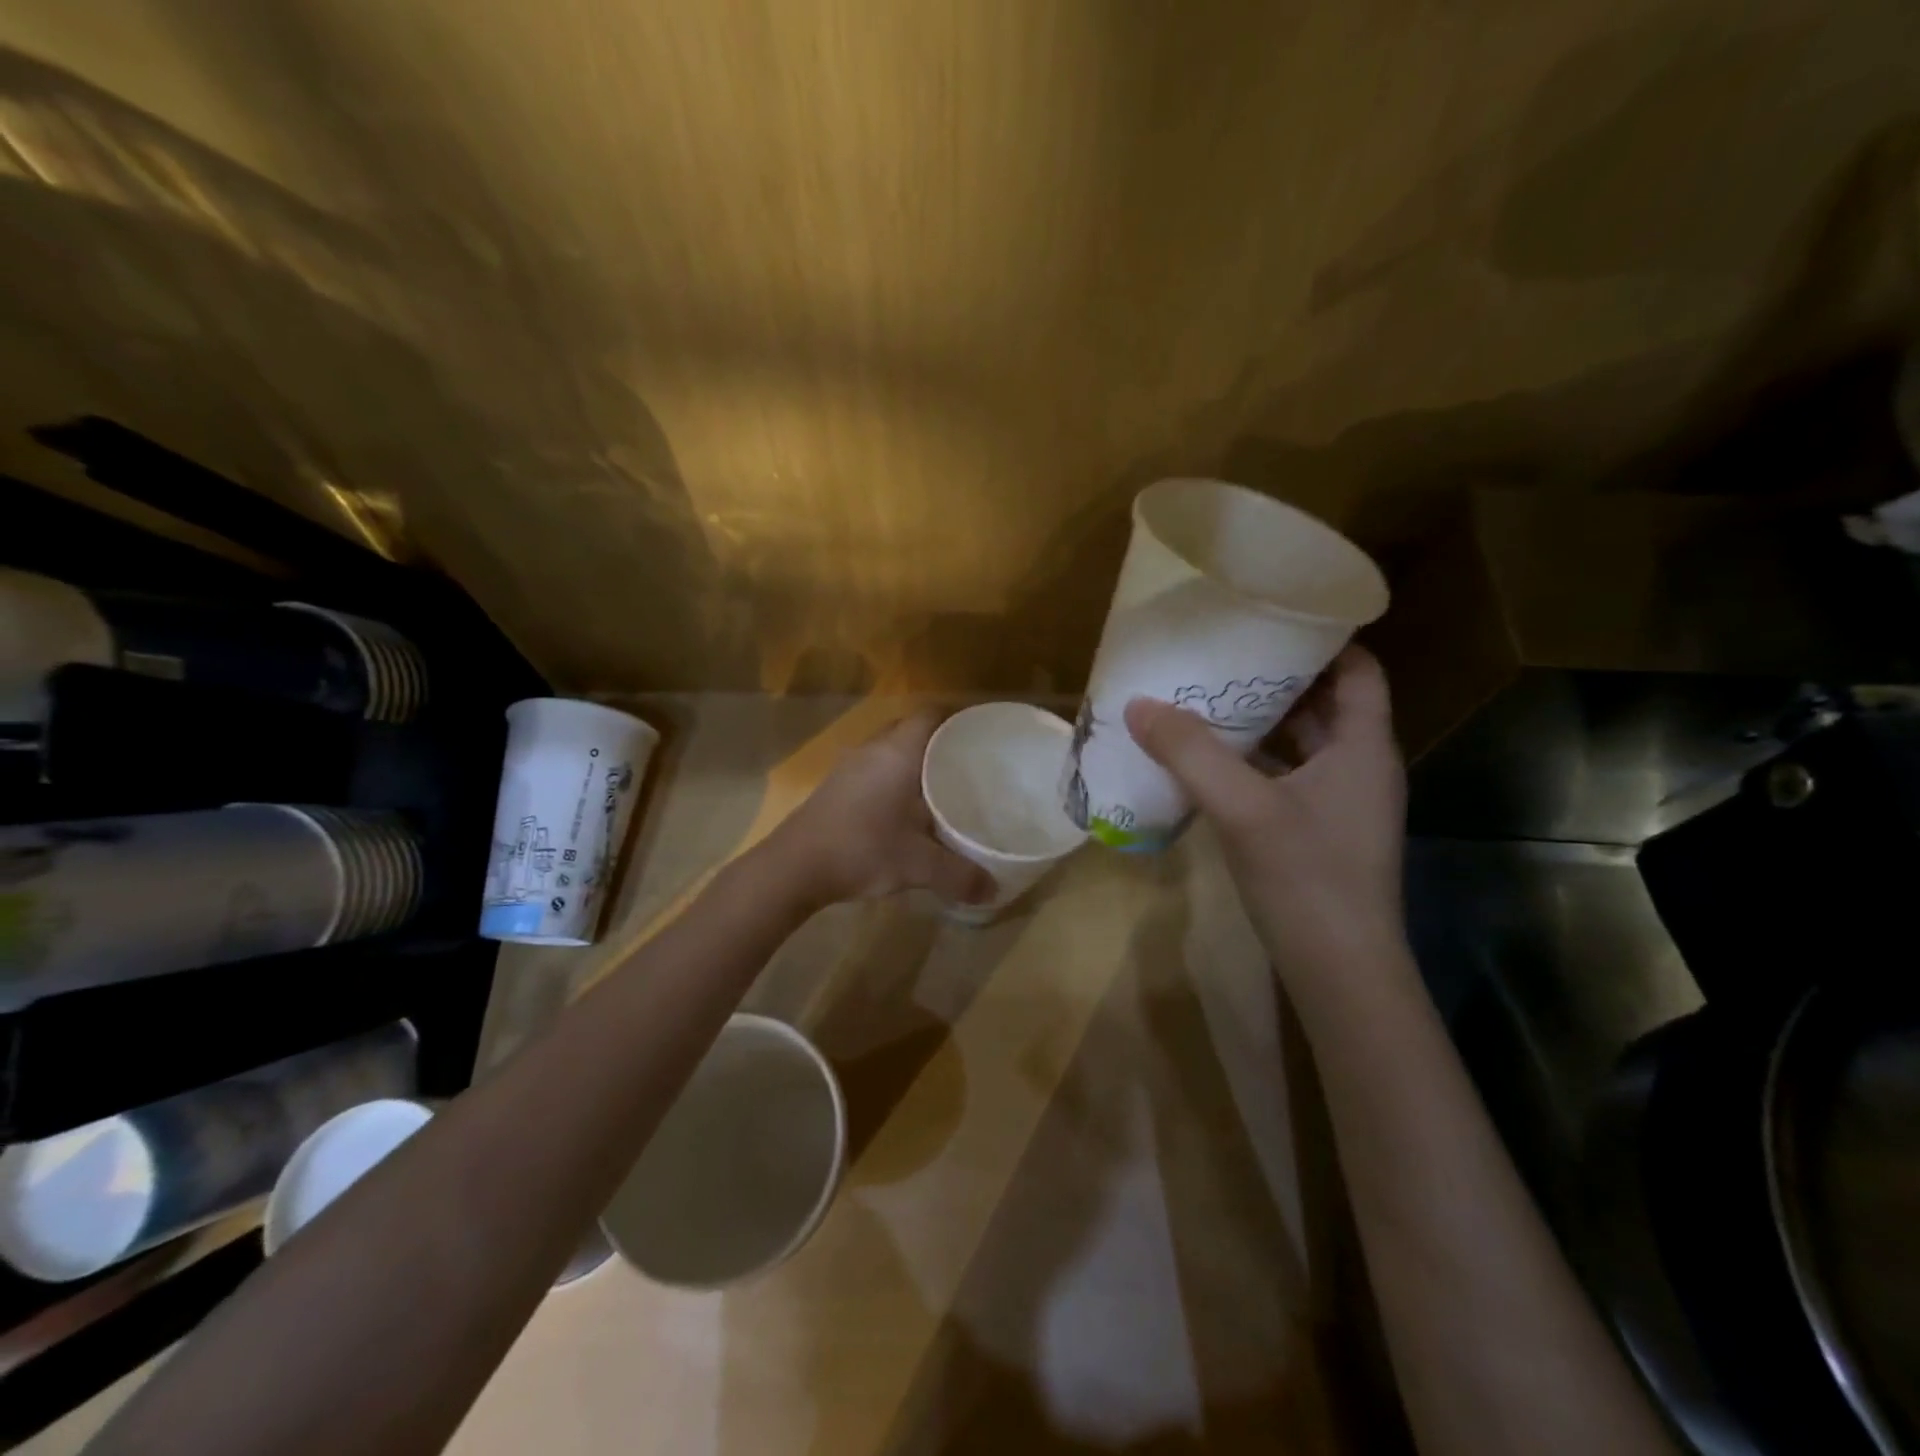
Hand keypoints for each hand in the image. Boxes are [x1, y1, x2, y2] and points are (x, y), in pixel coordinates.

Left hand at [769, 713, 994, 908]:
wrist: (793, 866)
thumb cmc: (861, 849)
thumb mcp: (919, 865)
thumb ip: (960, 875)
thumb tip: (994, 891)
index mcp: (898, 752)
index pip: (932, 715)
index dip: (958, 718)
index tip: (982, 734)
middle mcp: (873, 749)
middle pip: (912, 729)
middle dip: (940, 742)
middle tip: (969, 763)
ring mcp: (850, 767)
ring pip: (890, 750)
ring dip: (914, 761)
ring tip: (942, 784)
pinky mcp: (835, 786)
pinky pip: (874, 768)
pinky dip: (894, 778)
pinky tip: (905, 808)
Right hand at [1125, 646, 1407, 967]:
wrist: (1339, 971)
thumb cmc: (1307, 878)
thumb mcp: (1244, 808)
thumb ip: (1191, 753)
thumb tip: (1138, 704)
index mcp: (1363, 747)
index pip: (1359, 670)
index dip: (1324, 640)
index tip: (1273, 619)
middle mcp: (1359, 767)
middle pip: (1325, 703)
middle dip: (1277, 678)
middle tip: (1222, 654)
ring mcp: (1338, 803)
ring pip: (1302, 743)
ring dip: (1261, 721)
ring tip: (1206, 697)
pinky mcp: (1316, 832)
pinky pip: (1285, 777)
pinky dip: (1253, 761)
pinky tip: (1208, 761)